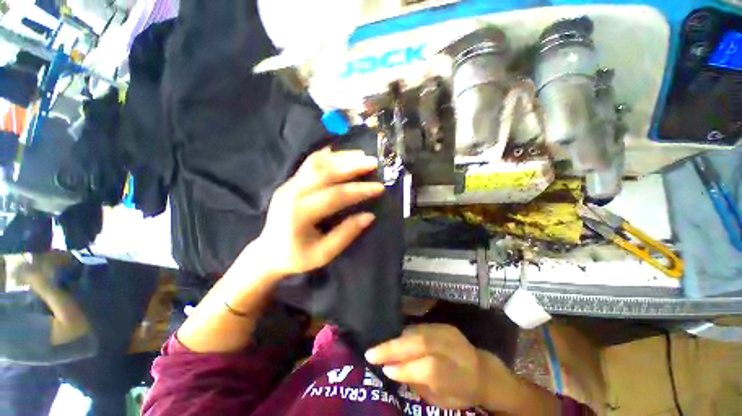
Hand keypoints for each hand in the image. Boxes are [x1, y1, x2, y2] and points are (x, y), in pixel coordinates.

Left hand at [253, 147, 383, 277]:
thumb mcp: (324, 254)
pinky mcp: (289, 182)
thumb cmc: (296, 257)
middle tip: (373, 162)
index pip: (336, 196)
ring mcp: (288, 185)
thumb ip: (346, 234)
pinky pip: (308, 164)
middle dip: (352, 166)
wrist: (267, 253)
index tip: (379, 187)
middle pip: (326, 173)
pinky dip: (325, 156)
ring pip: (317, 163)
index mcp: (300, 214)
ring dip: (341, 157)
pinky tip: (337, 151)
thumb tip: (369, 216)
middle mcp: (292, 193)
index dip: (359, 190)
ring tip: (361, 155)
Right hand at [365, 324, 519, 410]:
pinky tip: (395, 339)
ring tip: (380, 346)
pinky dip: (404, 333)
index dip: (405, 368)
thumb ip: (418, 383)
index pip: (429, 367)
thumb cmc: (461, 392)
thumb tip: (391, 369)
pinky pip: (419, 327)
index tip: (383, 368)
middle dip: (393, 347)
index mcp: (457, 374)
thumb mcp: (442, 400)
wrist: (482, 371)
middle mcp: (453, 349)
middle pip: (421, 343)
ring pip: (417, 332)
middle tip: (371, 352)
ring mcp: (448, 333)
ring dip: (396, 339)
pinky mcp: (443, 325)